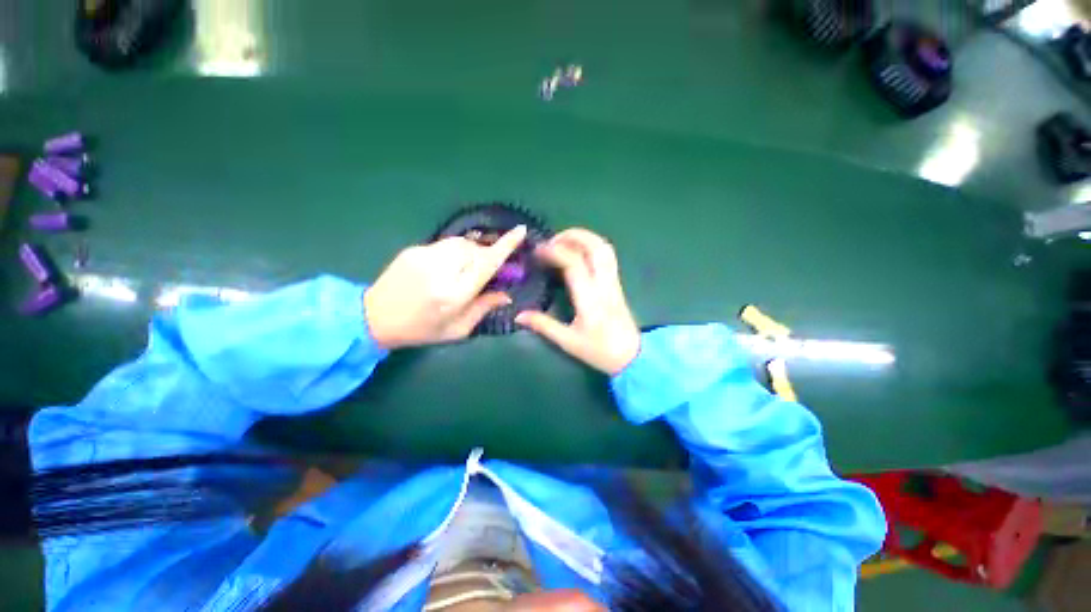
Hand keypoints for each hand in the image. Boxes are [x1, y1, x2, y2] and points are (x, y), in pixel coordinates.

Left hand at [364, 226, 526, 348]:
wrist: (373, 317)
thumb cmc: (421, 330)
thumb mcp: (457, 329)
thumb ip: (483, 309)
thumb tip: (506, 294)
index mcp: (454, 294)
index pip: (486, 264)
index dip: (505, 246)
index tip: (520, 231)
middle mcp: (441, 270)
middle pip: (476, 249)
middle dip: (487, 254)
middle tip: (488, 269)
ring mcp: (424, 256)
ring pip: (461, 243)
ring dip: (472, 251)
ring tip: (467, 268)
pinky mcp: (413, 249)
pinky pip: (445, 245)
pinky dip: (455, 252)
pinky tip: (447, 267)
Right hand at [515, 228, 639, 374]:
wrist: (632, 357)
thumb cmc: (600, 351)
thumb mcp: (568, 342)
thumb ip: (543, 325)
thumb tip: (518, 315)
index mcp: (590, 299)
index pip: (574, 263)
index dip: (555, 251)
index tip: (538, 251)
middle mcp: (604, 284)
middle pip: (595, 247)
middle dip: (572, 236)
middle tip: (551, 241)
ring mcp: (613, 282)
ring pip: (605, 248)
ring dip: (584, 238)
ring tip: (563, 242)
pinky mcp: (617, 283)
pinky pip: (607, 256)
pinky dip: (591, 246)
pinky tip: (578, 253)